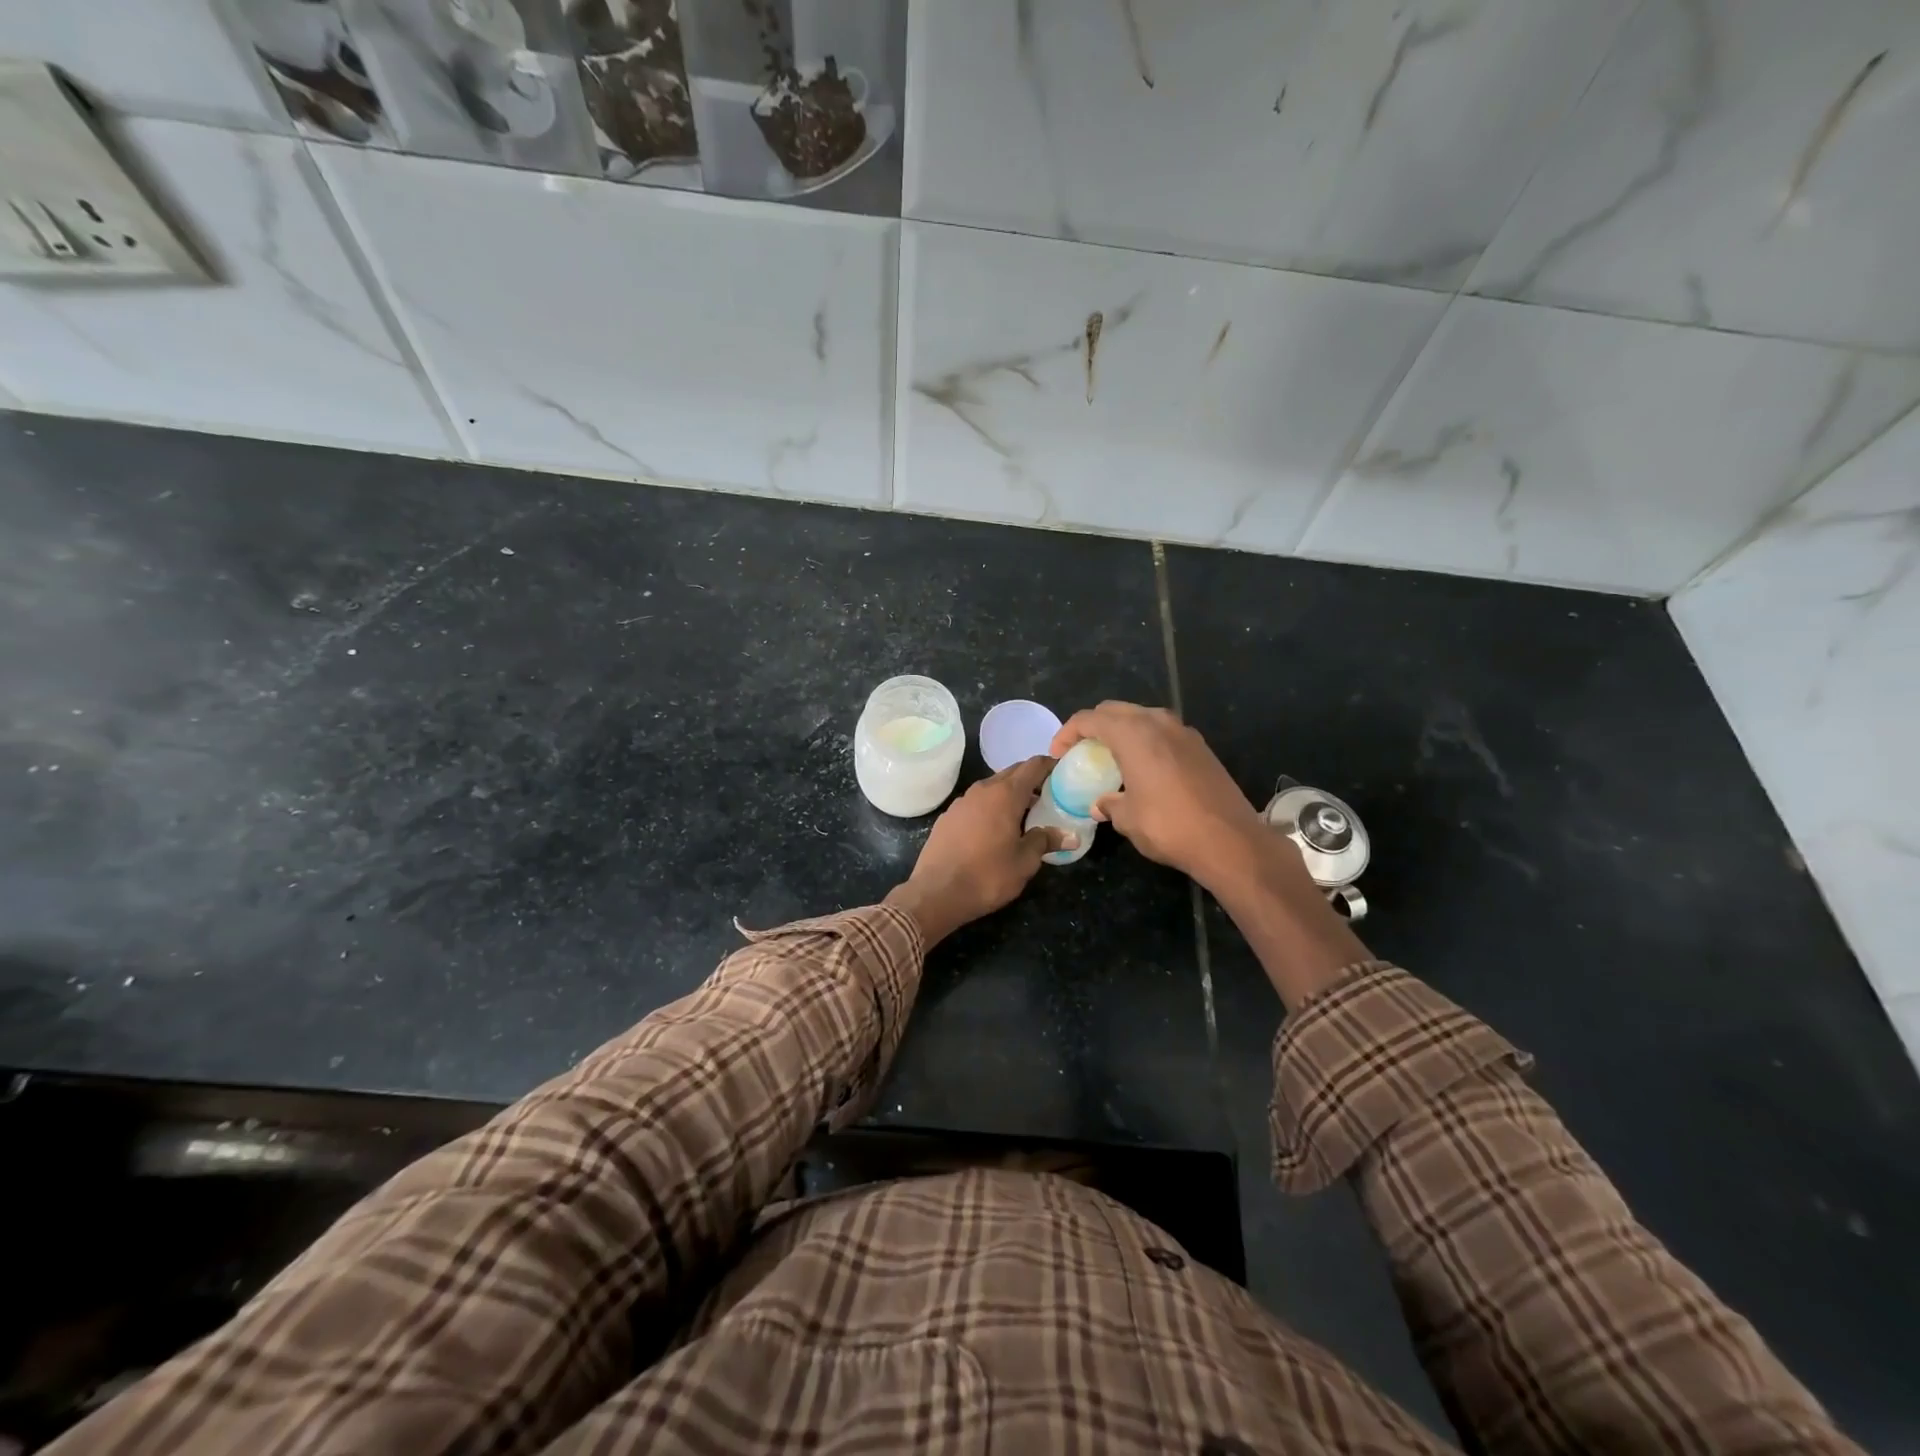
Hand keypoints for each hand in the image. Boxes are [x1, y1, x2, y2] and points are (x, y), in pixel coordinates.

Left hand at [884, 756, 1073, 944]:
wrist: (936, 893)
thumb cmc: (987, 875)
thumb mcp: (1025, 862)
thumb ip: (1046, 841)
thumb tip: (1070, 836)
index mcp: (1005, 794)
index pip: (1033, 766)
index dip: (1050, 765)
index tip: (1064, 772)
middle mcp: (982, 790)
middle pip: (1012, 773)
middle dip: (1031, 780)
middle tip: (1050, 796)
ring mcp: (961, 801)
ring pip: (992, 787)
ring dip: (1010, 794)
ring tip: (1026, 814)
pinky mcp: (948, 816)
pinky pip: (976, 803)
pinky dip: (991, 807)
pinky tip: (995, 829)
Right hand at [1050, 701, 1269, 891]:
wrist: (1230, 840)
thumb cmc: (1169, 826)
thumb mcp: (1127, 819)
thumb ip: (1109, 803)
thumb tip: (1101, 803)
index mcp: (1133, 733)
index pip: (1090, 719)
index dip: (1068, 733)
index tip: (1059, 754)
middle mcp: (1158, 723)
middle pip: (1115, 711)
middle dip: (1094, 726)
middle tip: (1081, 751)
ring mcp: (1183, 732)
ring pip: (1142, 718)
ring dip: (1122, 731)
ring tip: (1111, 758)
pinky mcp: (1201, 747)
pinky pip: (1163, 733)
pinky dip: (1145, 742)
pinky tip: (1142, 768)